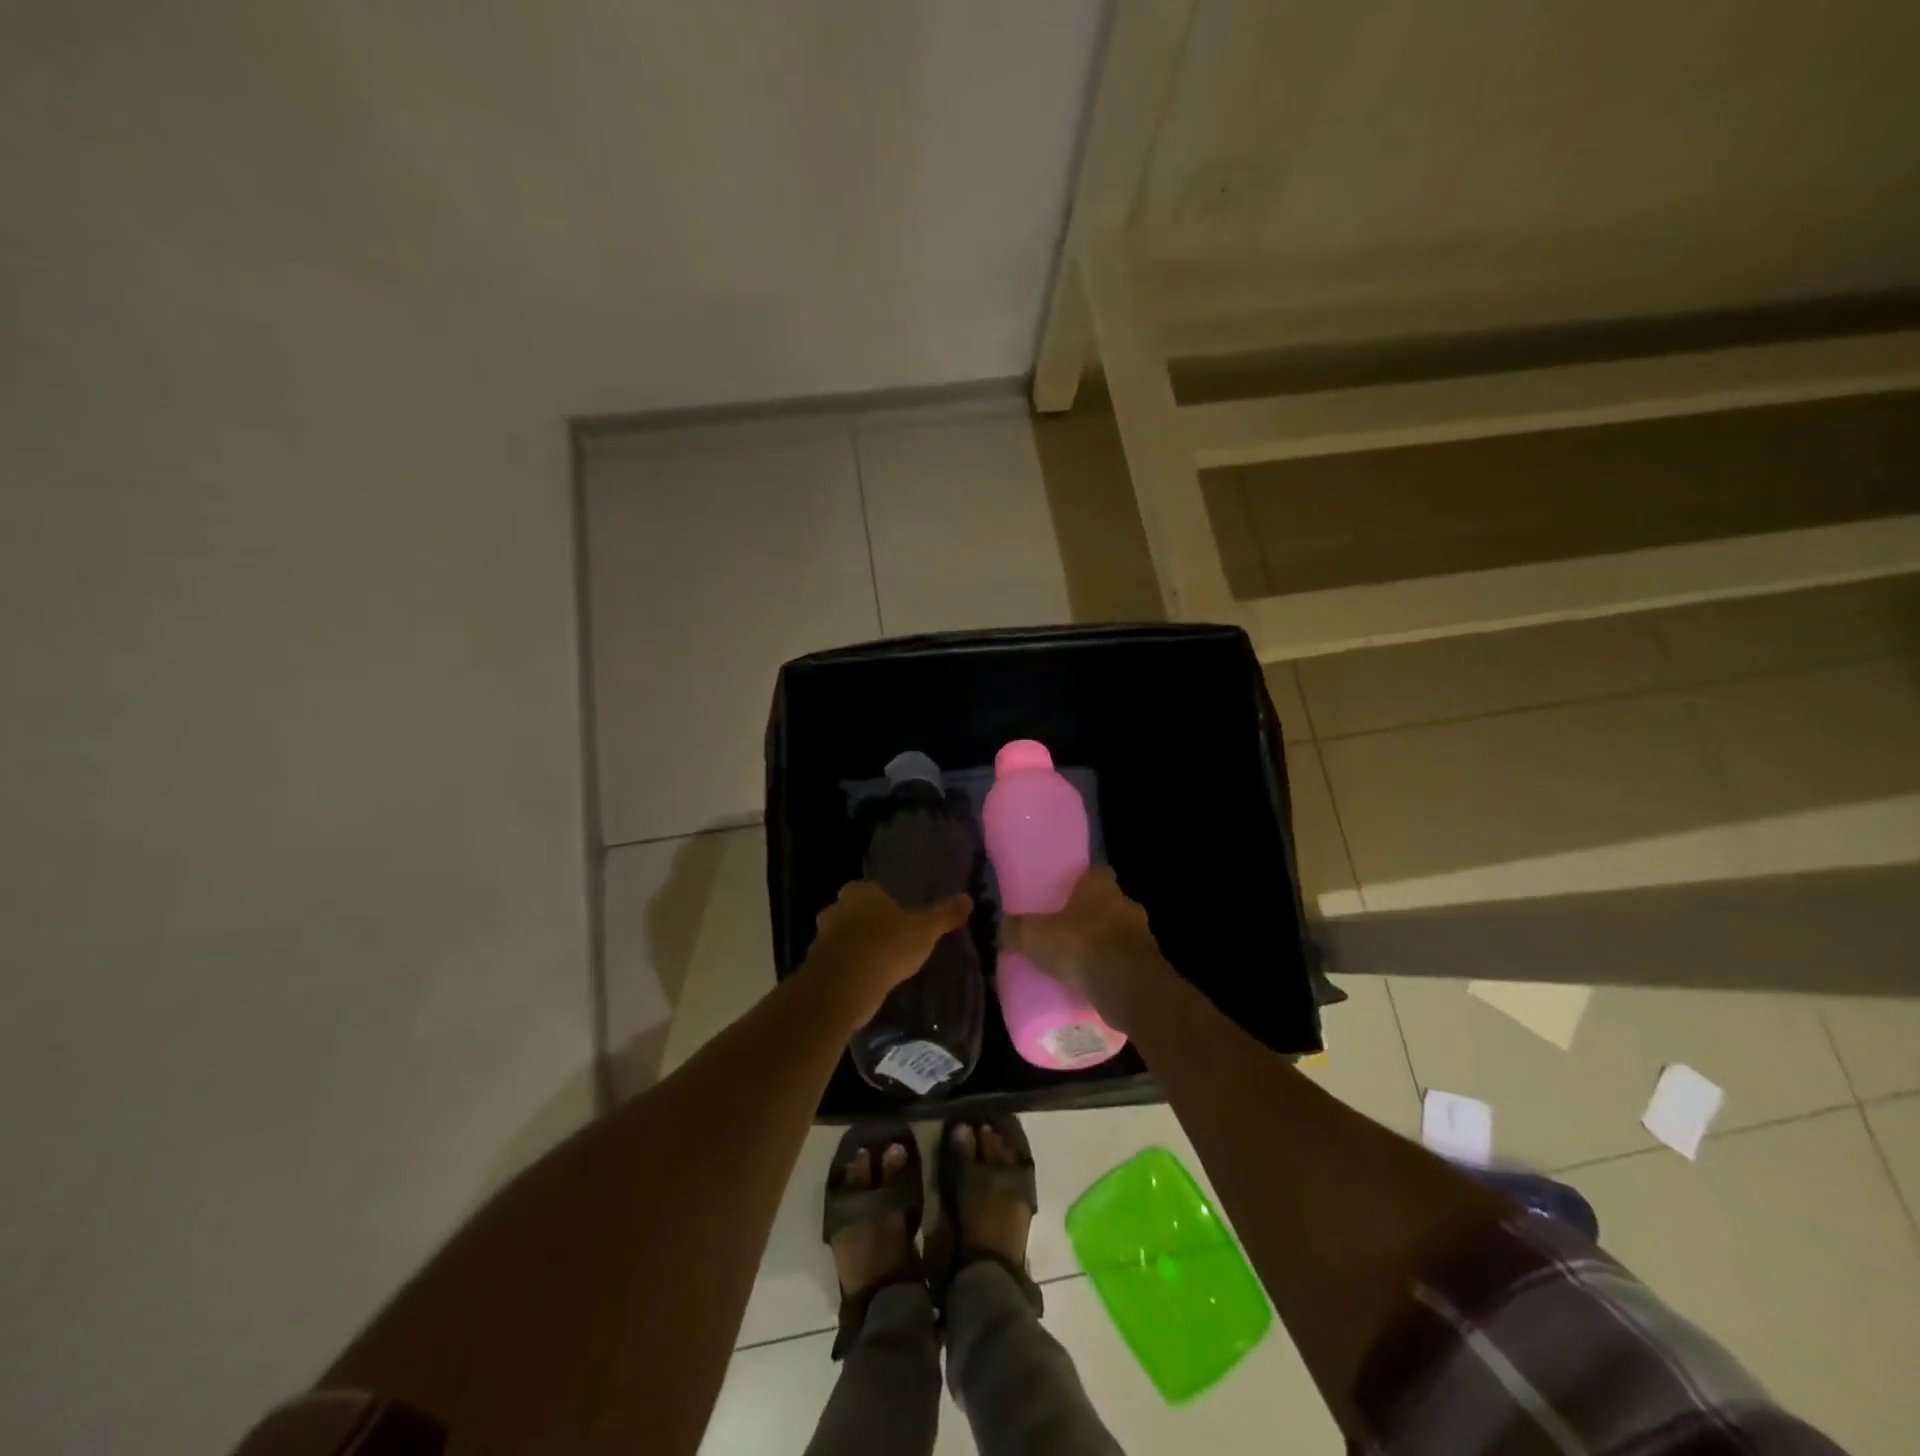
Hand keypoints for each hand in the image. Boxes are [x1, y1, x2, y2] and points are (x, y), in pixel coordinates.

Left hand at [803, 881, 972, 1022]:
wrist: (844, 986)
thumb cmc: (886, 947)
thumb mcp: (924, 931)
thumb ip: (944, 915)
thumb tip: (968, 898)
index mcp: (859, 892)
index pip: (870, 890)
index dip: (882, 903)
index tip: (897, 919)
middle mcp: (836, 909)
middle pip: (852, 913)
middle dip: (867, 925)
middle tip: (889, 942)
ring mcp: (821, 938)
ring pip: (842, 939)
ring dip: (855, 949)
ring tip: (878, 966)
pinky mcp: (815, 967)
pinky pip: (835, 965)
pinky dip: (847, 972)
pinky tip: (864, 984)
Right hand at [1000, 866, 1171, 1032]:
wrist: (1129, 987)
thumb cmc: (1081, 947)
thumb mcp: (1034, 936)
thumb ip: (1015, 929)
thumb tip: (1002, 927)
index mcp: (1102, 886)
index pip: (1095, 872)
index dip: (1080, 882)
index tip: (1064, 895)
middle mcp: (1127, 904)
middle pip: (1108, 904)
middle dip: (1091, 916)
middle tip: (1066, 933)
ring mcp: (1144, 936)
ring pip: (1121, 934)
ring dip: (1105, 945)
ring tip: (1080, 964)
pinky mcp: (1151, 966)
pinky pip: (1129, 963)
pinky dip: (1115, 971)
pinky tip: (1097, 985)